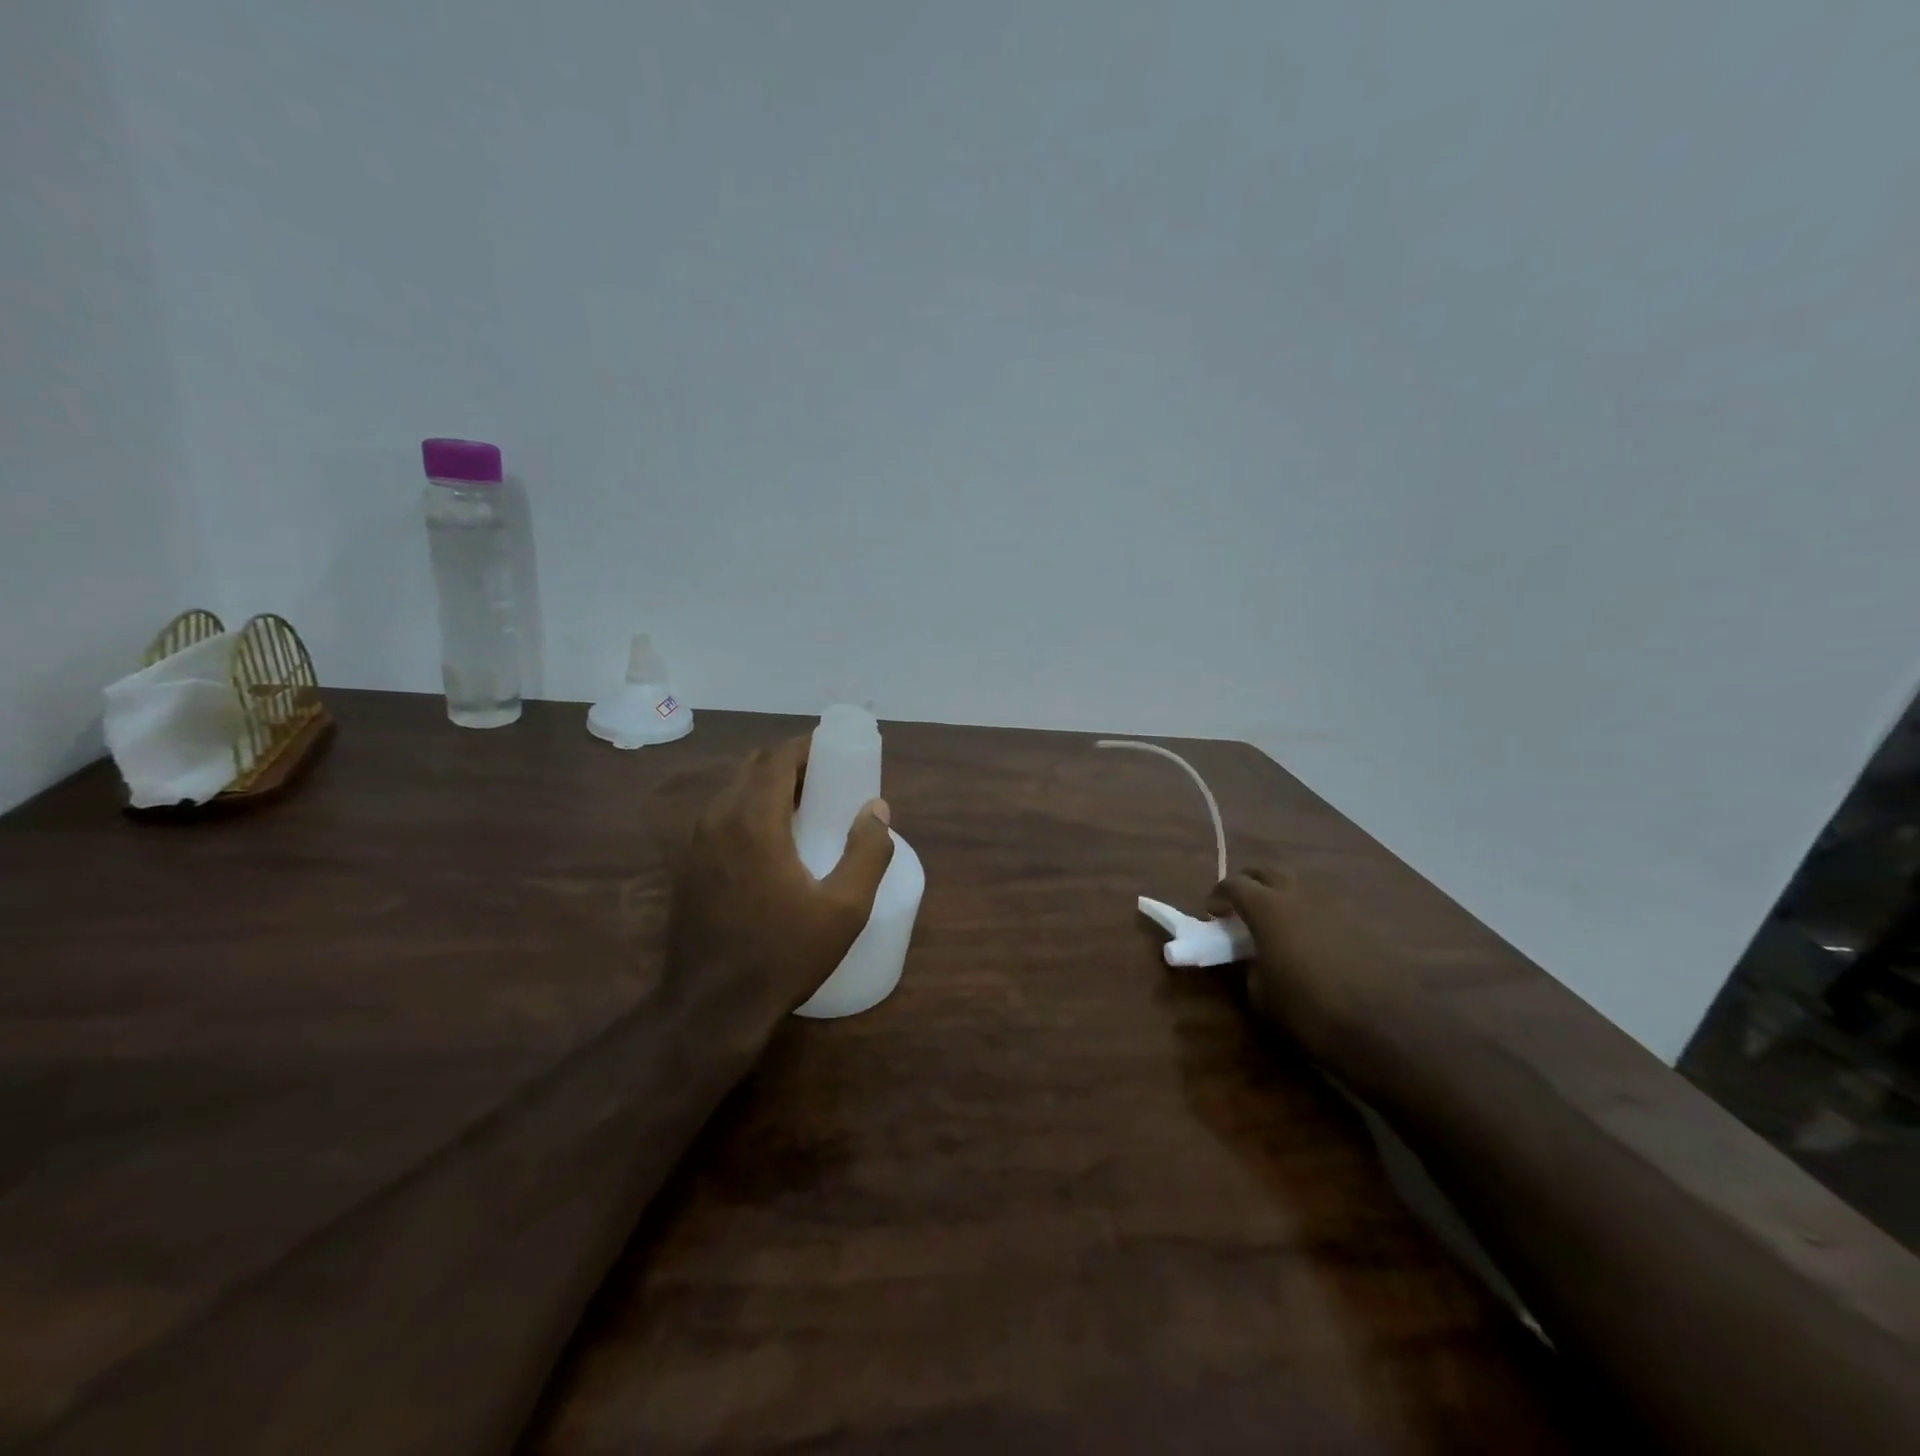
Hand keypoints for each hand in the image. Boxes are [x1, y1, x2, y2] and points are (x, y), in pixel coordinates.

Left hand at [667, 735, 894, 1019]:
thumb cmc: (783, 955)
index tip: (837, 752)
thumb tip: (876, 808)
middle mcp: (718, 820)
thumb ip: (868, 852)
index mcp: (753, 822)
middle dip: (791, 763)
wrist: (711, 1009)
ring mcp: (696, 844)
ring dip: (769, 786)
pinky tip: (775, 843)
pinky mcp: (688, 866)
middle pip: (753, 767)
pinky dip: (750, 809)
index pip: (776, 758)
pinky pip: (722, 816)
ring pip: (734, 790)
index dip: (807, 747)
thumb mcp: (844, 909)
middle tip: (828, 780)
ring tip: (806, 808)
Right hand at [1210, 866, 1419, 1064]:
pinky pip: (1325, 908)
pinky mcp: (1361, 924)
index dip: (1218, 896)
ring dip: (1282, 897)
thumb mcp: (1261, 995)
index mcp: (1268, 907)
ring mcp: (1335, 906)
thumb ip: (1250, 966)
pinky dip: (1310, 915)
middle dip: (1250, 885)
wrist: (1386, 1028)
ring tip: (1277, 925)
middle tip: (1241, 909)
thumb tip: (1255, 959)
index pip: (1233, 884)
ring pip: (1300, 887)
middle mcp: (1300, 895)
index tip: (1213, 914)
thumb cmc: (1310, 1011)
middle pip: (1268, 872)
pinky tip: (1311, 943)